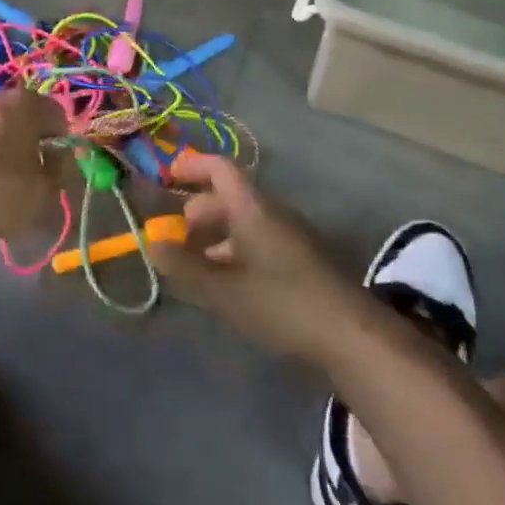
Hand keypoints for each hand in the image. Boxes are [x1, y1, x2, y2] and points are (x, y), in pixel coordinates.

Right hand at [154, 153, 366, 362]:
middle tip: (175, 239)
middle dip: (197, 212)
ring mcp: (290, 238)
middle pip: (229, 197)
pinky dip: (234, 253)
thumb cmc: (282, 303)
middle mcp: (272, 214)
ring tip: (194, 267)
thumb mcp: (224, 289)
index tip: (165, 177)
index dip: (191, 166)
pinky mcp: (301, 263)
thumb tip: (151, 243)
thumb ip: (184, 267)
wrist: (352, 337)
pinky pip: (258, 243)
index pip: (220, 168)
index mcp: (253, 208)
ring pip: (243, 223)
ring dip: (215, 237)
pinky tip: (227, 285)